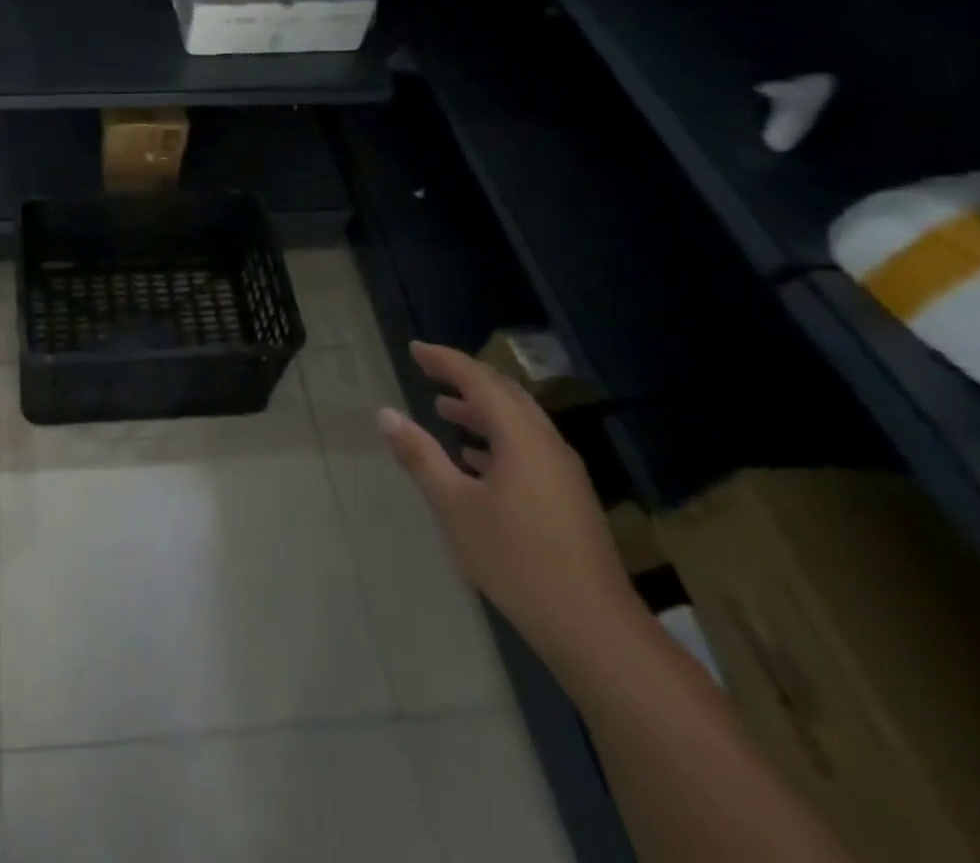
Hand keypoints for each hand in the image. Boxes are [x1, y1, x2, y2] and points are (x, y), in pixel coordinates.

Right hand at [379, 342, 648, 680]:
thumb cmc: (517, 560)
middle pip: (505, 395)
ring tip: (443, 408)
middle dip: (465, 378)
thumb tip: (385, 414)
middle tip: (428, 369)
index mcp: (522, 439)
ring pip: (518, 423)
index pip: (480, 382)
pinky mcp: (567, 499)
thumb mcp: (455, 506)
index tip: (415, 349)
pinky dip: (496, 438)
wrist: (594, 629)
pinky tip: (473, 458)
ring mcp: (563, 473)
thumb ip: (420, 456)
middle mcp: (547, 446)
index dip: (446, 361)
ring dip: (480, 410)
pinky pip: (527, 448)